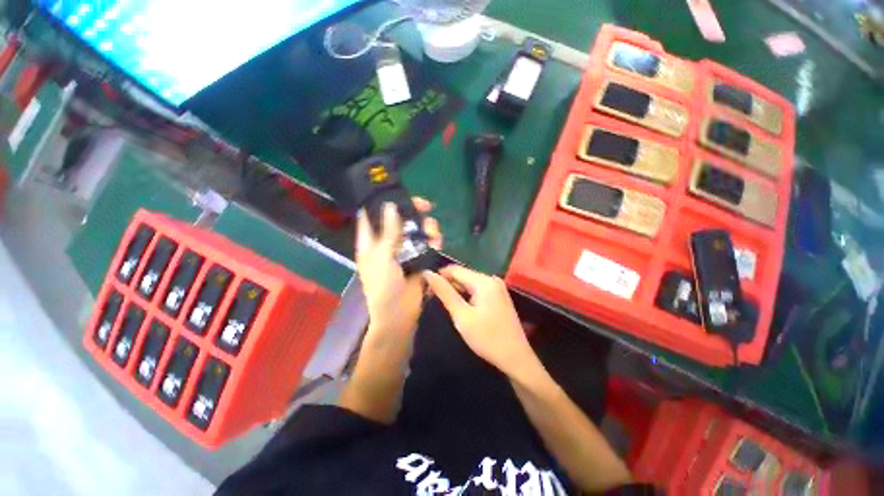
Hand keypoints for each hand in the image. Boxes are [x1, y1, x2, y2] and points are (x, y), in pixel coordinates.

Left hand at [356, 198, 441, 338]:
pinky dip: (433, 240)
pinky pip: (427, 243)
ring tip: (433, 229)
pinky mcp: (418, 258)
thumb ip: (389, 232)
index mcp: (371, 243)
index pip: (371, 216)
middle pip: (399, 220)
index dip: (380, 203)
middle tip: (425, 206)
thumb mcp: (382, 257)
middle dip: (412, 211)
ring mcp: (404, 251)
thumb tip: (391, 206)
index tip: (394, 192)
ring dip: (426, 226)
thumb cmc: (383, 287)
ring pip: (416, 230)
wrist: (399, 315)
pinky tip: (438, 241)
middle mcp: (387, 243)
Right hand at [423, 265, 534, 375]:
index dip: (438, 276)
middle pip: (463, 275)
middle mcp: (491, 279)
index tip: (426, 290)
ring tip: (446, 305)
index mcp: (483, 281)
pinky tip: (461, 307)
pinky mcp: (498, 296)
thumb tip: (428, 273)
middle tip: (433, 300)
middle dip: (447, 284)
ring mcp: (497, 287)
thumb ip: (445, 293)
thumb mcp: (462, 315)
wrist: (516, 358)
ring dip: (456, 291)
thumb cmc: (487, 338)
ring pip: (469, 283)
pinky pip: (477, 290)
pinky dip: (466, 296)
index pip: (454, 269)